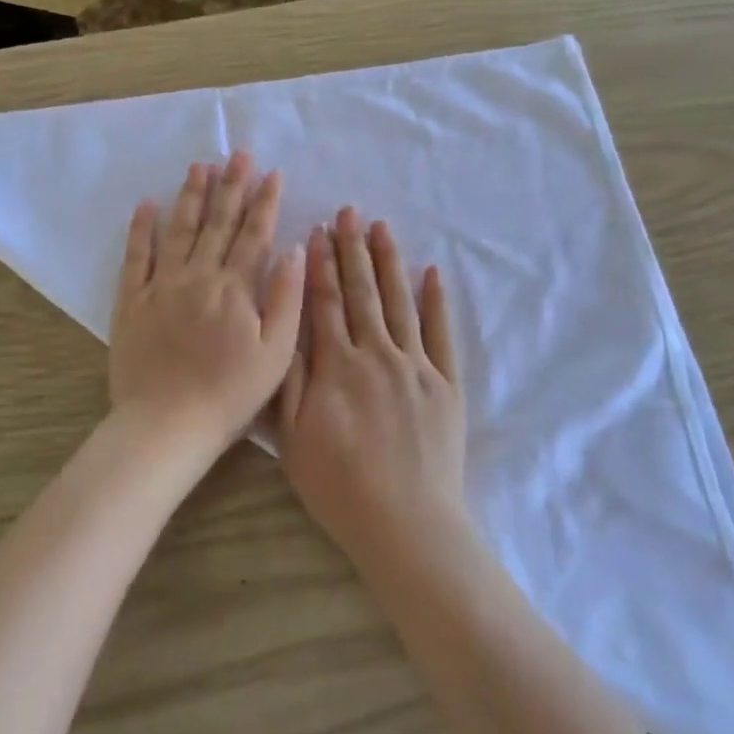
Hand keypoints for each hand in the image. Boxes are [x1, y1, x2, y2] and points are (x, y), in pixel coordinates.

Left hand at [109, 152, 305, 462]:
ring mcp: (161, 287)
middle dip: (231, 186)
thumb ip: (287, 298)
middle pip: (217, 222)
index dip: (265, 201)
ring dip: (190, 196)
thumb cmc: (230, 394)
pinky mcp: (132, 302)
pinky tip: (146, 205)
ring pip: (178, 230)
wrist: (167, 424)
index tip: (272, 173)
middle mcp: (198, 276)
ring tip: (200, 167)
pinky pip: (135, 257)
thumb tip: (294, 250)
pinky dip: (141, 230)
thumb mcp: (276, 353)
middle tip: (238, 154)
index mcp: (235, 288)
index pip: (254, 234)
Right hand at [277, 208, 465, 568]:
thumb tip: (287, 329)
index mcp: (336, 366)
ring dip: (390, 263)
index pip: (325, 303)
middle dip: (353, 250)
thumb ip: (288, 380)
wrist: (405, 521)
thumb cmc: (338, 485)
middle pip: (362, 293)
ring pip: (400, 302)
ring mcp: (416, 366)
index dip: (320, 265)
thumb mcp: (292, 437)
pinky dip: (436, 301)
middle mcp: (377, 354)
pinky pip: (441, 333)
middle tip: (350, 213)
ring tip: (382, 228)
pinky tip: (431, 272)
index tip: (317, 231)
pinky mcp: (446, 383)